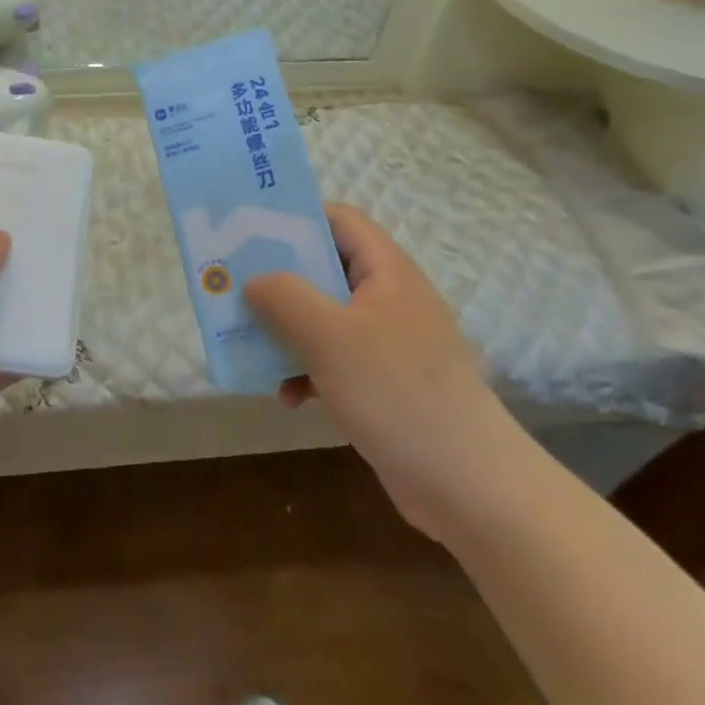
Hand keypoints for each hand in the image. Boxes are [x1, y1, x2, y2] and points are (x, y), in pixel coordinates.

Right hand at [245, 203, 511, 538]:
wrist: (470, 487)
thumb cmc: (397, 393)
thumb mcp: (330, 337)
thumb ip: (286, 298)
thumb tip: (253, 280)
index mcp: (386, 271)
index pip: (340, 220)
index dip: (297, 217)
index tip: (251, 229)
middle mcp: (388, 299)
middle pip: (326, 269)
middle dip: (279, 279)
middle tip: (234, 284)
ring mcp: (388, 344)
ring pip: (325, 318)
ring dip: (288, 330)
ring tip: (250, 344)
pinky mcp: (384, 384)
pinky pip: (334, 361)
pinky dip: (308, 371)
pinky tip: (288, 397)